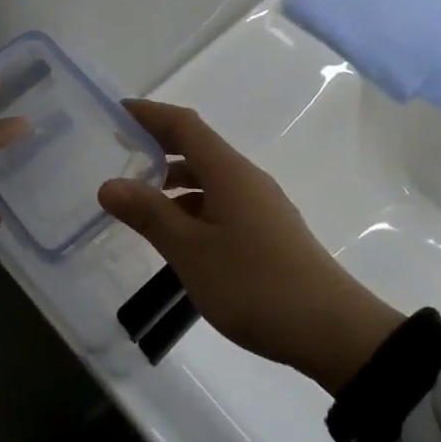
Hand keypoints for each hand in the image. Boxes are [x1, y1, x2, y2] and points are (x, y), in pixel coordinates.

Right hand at [100, 100, 404, 394]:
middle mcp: (246, 179)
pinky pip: (221, 204)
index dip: (150, 114)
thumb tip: (110, 184)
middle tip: (118, 156)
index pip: (185, 125)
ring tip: (139, 203)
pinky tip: (178, 237)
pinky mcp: (268, 231)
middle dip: (158, 147)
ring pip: (210, 180)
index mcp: (229, 172)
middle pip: (198, 148)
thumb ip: (150, 215)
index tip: (117, 111)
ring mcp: (261, 205)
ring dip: (174, 183)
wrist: (330, 329)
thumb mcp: (191, 252)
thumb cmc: (254, 283)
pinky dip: (193, 208)